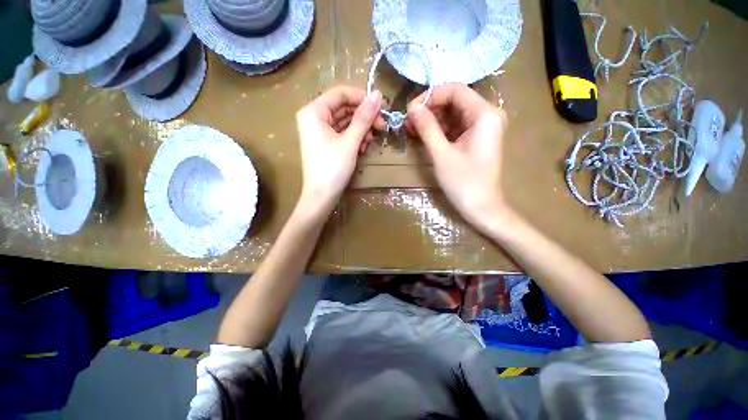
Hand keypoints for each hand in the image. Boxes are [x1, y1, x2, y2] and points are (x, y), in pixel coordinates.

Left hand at [295, 86, 383, 213]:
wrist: (321, 196)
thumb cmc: (332, 168)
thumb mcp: (350, 141)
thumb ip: (364, 118)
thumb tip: (378, 95)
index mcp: (314, 112)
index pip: (340, 94)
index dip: (361, 98)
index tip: (380, 108)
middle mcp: (314, 118)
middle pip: (344, 108)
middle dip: (363, 118)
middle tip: (381, 127)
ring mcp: (320, 132)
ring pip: (345, 122)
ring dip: (361, 130)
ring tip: (369, 142)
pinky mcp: (326, 143)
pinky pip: (343, 134)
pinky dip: (355, 139)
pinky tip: (362, 148)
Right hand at [406, 83, 508, 230]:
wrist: (481, 208)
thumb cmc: (463, 183)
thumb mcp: (442, 154)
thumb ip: (427, 128)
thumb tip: (412, 108)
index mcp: (484, 114)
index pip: (454, 90)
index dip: (429, 97)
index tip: (409, 111)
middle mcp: (487, 115)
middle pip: (454, 101)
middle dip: (429, 110)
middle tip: (408, 123)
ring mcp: (483, 127)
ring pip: (453, 114)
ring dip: (432, 120)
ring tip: (412, 131)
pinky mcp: (477, 138)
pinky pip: (456, 126)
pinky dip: (440, 130)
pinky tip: (425, 136)